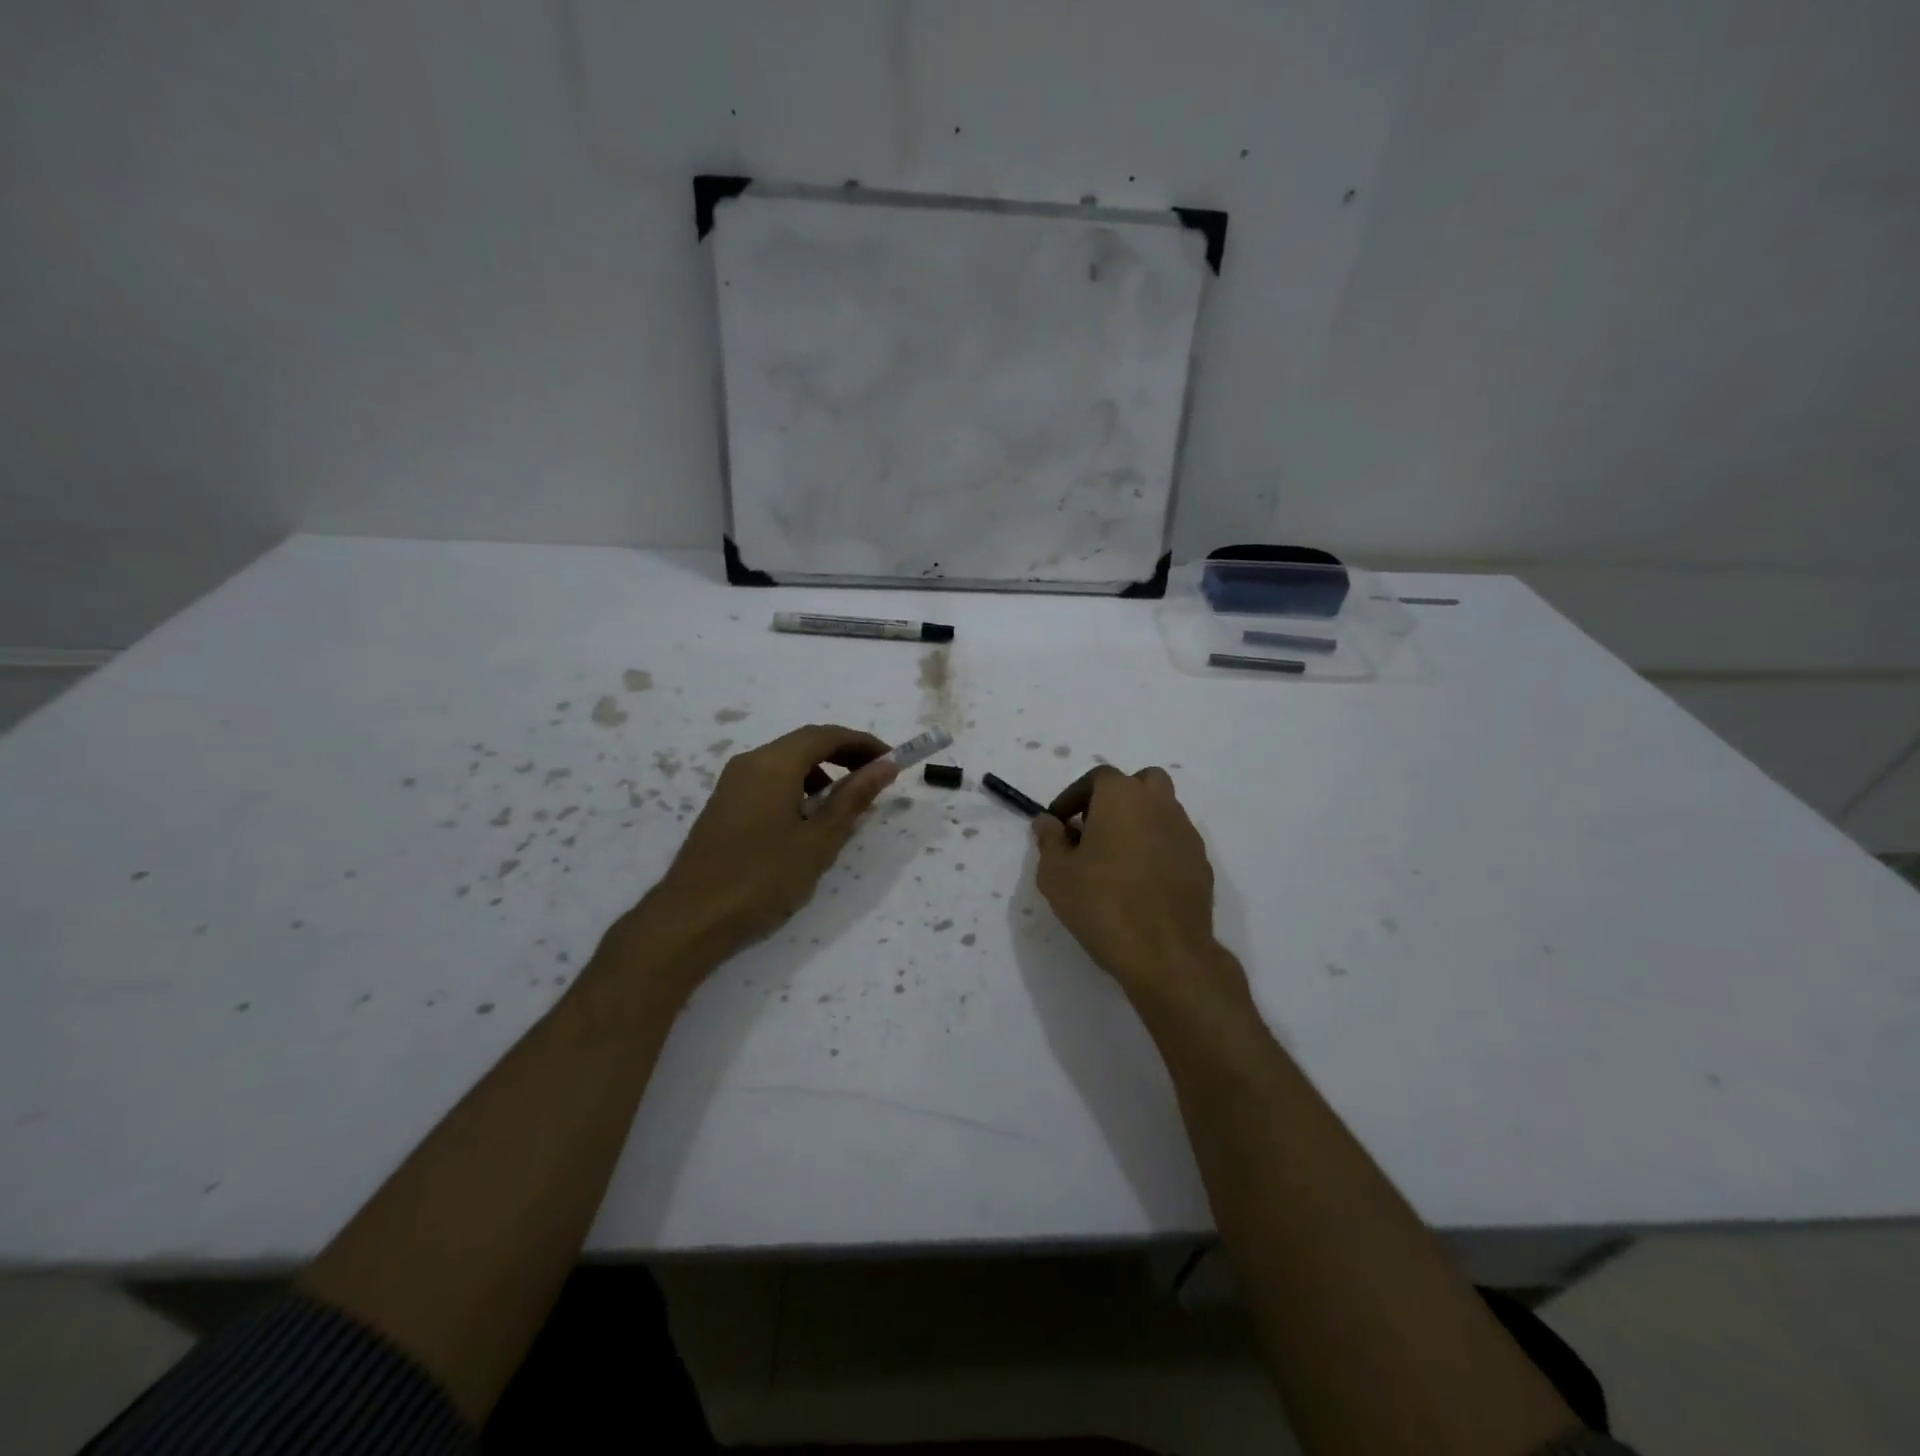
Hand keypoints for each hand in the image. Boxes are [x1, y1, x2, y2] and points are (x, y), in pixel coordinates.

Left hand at [630, 724, 897, 969]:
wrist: (691, 918)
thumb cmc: (763, 877)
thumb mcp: (819, 840)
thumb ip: (853, 798)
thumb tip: (885, 766)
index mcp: (774, 763)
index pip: (826, 735)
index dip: (863, 743)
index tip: (892, 760)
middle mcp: (750, 762)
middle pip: (805, 744)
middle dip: (844, 755)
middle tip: (876, 778)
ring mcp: (732, 784)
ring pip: (786, 763)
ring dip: (822, 773)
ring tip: (847, 804)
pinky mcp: (724, 806)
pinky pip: (769, 781)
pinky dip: (798, 788)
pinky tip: (808, 821)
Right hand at [1034, 766, 1246, 1012]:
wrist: (1166, 953)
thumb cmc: (1102, 904)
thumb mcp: (1056, 873)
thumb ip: (1050, 839)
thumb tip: (1048, 821)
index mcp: (1122, 797)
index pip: (1097, 777)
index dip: (1074, 796)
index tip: (1059, 822)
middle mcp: (1159, 804)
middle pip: (1140, 783)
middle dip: (1116, 798)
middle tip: (1094, 829)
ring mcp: (1185, 833)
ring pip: (1161, 811)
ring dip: (1138, 822)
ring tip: (1115, 858)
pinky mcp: (1201, 863)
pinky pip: (1174, 841)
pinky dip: (1157, 848)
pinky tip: (1140, 881)